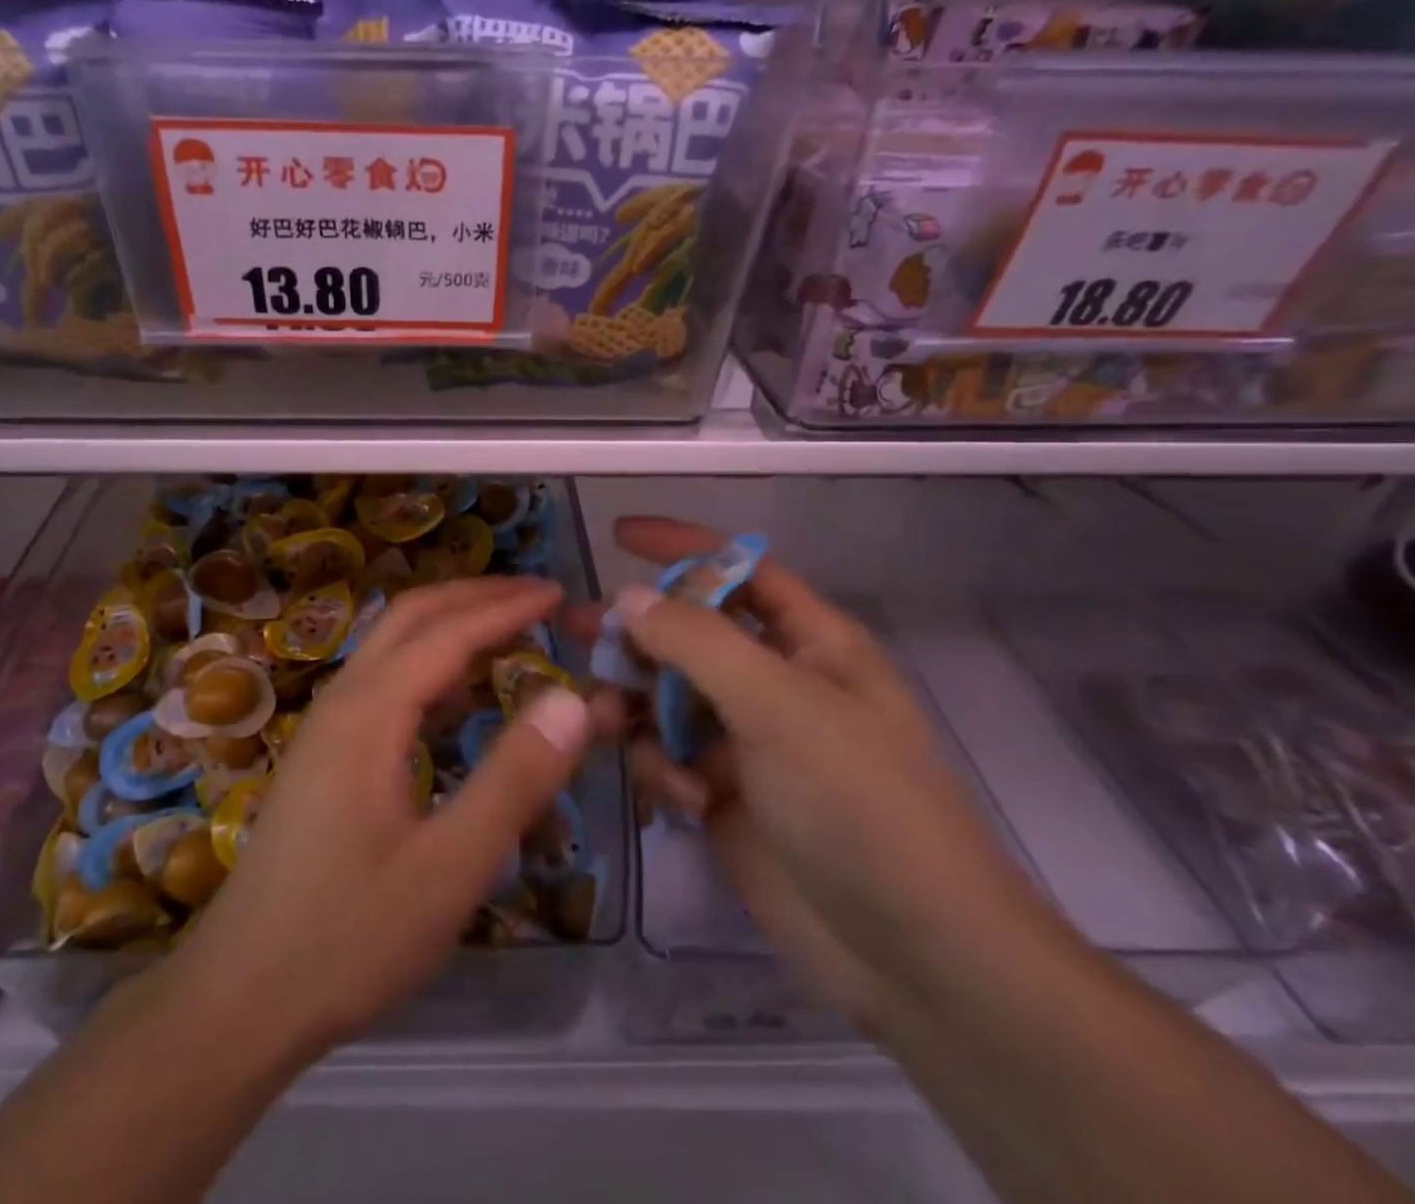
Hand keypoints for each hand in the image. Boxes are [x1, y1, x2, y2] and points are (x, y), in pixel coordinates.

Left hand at [167, 576, 589, 1060]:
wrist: (238, 997)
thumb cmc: (348, 936)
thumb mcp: (449, 869)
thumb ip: (515, 780)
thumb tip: (573, 700)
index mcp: (369, 713)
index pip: (448, 633)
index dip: (506, 608)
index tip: (559, 595)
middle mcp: (342, 702)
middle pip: (410, 618)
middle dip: (474, 597)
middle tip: (536, 599)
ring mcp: (325, 728)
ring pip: (390, 647)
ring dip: (449, 626)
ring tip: (507, 635)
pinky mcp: (322, 757)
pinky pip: (381, 683)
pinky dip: (428, 666)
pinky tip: (457, 700)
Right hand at [581, 518, 1049, 1028]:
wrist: (910, 954)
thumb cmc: (857, 803)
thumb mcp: (779, 706)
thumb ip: (697, 643)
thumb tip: (626, 599)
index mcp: (810, 645)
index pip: (740, 571)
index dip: (682, 548)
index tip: (618, 534)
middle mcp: (775, 684)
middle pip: (688, 635)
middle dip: (635, 633)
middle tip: (577, 631)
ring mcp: (746, 742)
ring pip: (665, 696)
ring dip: (632, 704)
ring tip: (601, 721)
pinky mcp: (722, 794)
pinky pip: (667, 757)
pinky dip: (661, 768)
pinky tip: (681, 799)